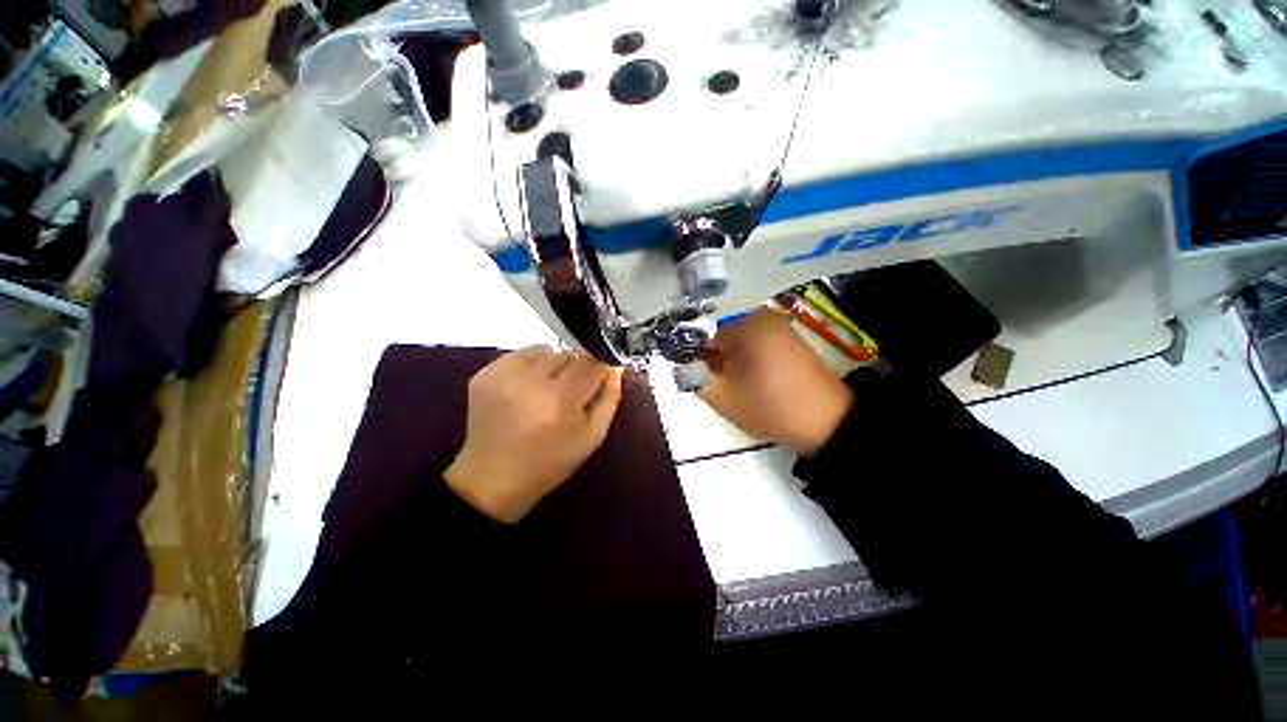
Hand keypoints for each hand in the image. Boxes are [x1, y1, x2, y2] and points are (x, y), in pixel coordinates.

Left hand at [445, 346, 623, 522]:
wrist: (493, 480)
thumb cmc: (550, 462)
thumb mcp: (592, 437)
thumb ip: (609, 399)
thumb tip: (614, 369)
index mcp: (560, 399)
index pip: (591, 362)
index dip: (599, 368)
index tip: (599, 378)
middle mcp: (530, 380)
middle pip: (568, 354)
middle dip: (575, 369)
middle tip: (570, 392)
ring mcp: (503, 374)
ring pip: (545, 350)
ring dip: (552, 365)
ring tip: (547, 389)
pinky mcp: (484, 374)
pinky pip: (520, 354)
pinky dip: (530, 366)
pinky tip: (527, 388)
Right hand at [699, 309, 854, 457]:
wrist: (829, 424)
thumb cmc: (770, 406)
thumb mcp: (722, 397)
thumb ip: (695, 379)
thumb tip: (687, 368)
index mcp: (748, 325)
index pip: (708, 339)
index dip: (702, 363)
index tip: (708, 384)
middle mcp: (765, 318)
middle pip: (726, 340)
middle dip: (721, 364)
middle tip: (728, 389)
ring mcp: (783, 329)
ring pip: (743, 345)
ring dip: (737, 365)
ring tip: (745, 390)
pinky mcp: (793, 343)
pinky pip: (760, 348)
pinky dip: (754, 364)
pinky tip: (761, 385)